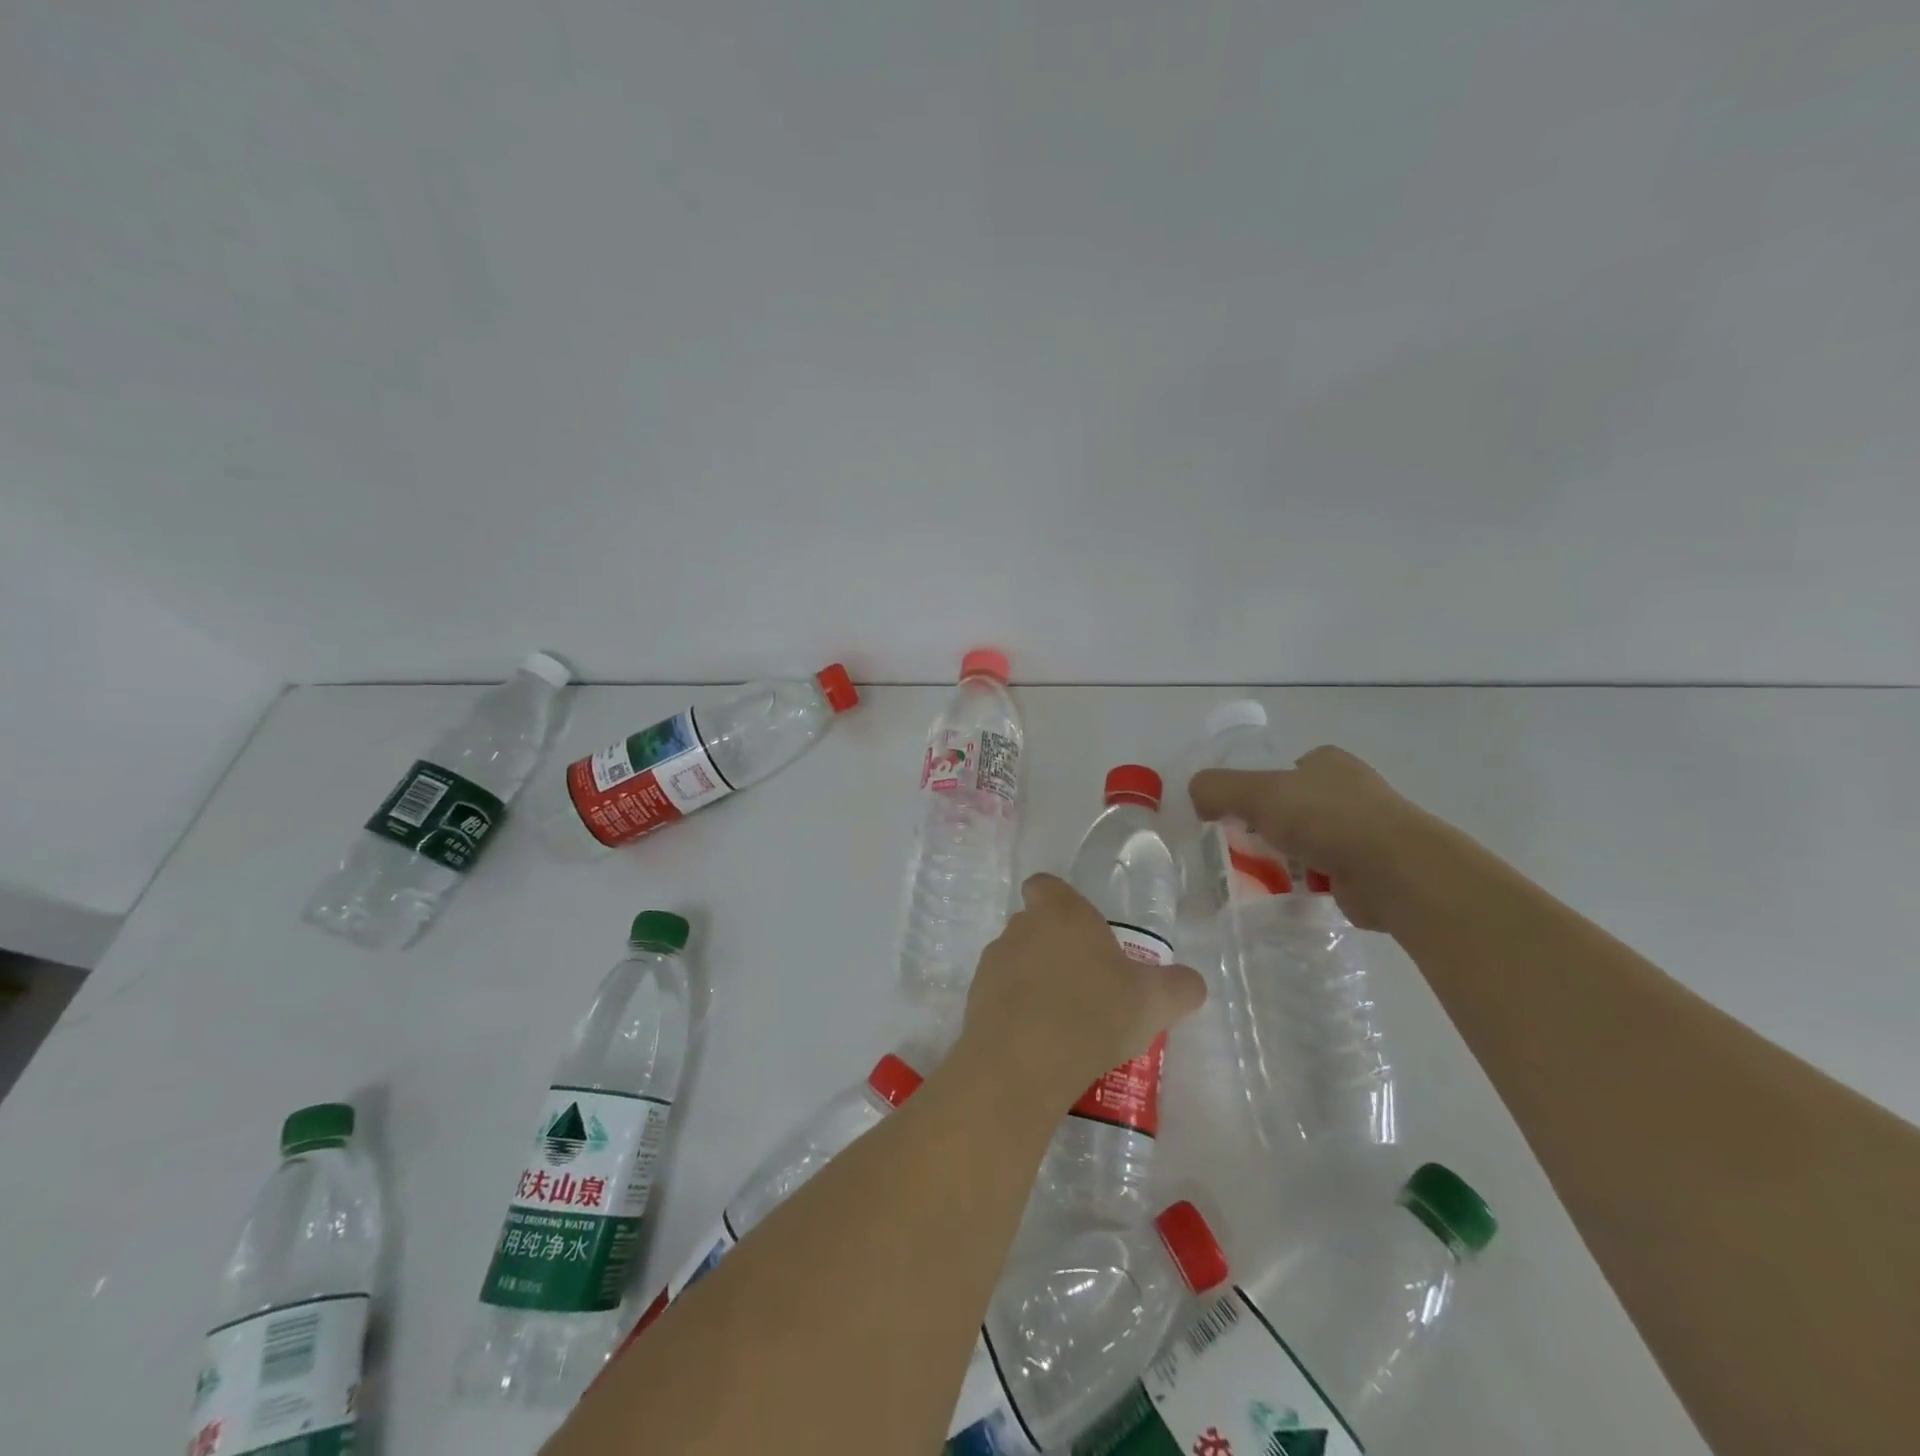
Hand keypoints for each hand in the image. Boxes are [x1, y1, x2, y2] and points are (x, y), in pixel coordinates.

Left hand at [962, 874, 1206, 1108]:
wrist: (1023, 1062)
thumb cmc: (1094, 1013)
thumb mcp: (1155, 1001)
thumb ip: (1179, 986)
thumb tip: (1191, 983)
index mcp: (1061, 912)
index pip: (1045, 885)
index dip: (1059, 901)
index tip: (1081, 931)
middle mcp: (1021, 926)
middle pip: (1033, 924)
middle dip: (1054, 947)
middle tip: (1085, 984)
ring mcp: (993, 962)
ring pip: (1015, 960)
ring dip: (1033, 980)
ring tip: (1063, 1020)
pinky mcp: (974, 999)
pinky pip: (1000, 995)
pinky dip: (1015, 1010)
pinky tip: (1039, 1042)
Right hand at [1189, 745, 1453, 931]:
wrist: (1395, 871)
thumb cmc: (1326, 819)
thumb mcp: (1258, 794)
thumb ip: (1218, 789)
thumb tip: (1195, 795)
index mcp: (1328, 762)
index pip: (1283, 770)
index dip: (1256, 789)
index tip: (1235, 815)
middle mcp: (1349, 791)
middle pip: (1292, 808)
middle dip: (1266, 828)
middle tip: (1238, 848)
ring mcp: (1365, 831)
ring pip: (1307, 842)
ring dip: (1284, 859)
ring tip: (1255, 877)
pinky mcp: (1370, 869)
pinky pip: (1323, 874)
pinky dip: (1304, 884)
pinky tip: (1284, 896)